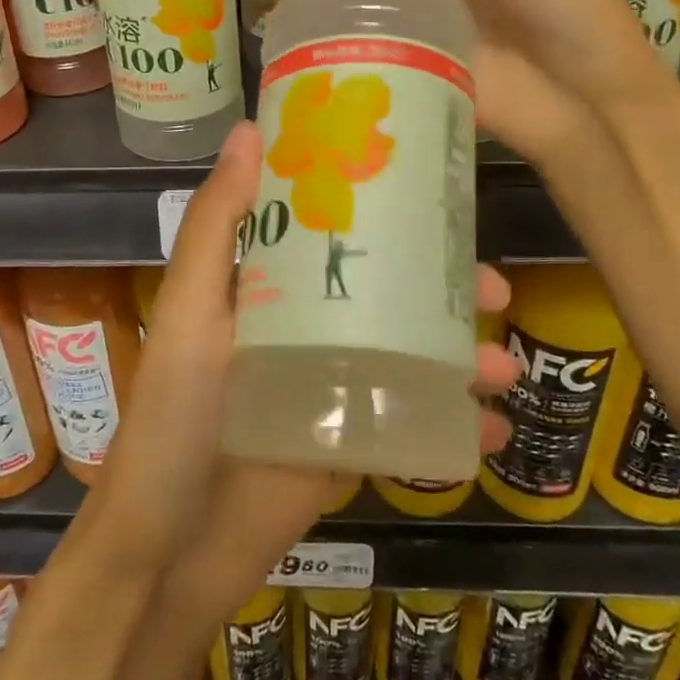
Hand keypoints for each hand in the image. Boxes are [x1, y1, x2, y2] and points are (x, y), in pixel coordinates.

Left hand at [93, 119, 516, 618]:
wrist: (173, 549)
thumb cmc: (176, 418)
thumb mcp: (191, 312)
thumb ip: (215, 226)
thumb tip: (251, 130)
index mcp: (268, 288)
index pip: (331, 229)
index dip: (382, 208)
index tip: (436, 192)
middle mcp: (304, 328)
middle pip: (387, 293)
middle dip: (445, 290)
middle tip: (496, 290)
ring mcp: (333, 388)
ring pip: (412, 355)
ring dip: (465, 355)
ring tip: (506, 368)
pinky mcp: (352, 444)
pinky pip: (414, 423)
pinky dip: (457, 424)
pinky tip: (497, 428)